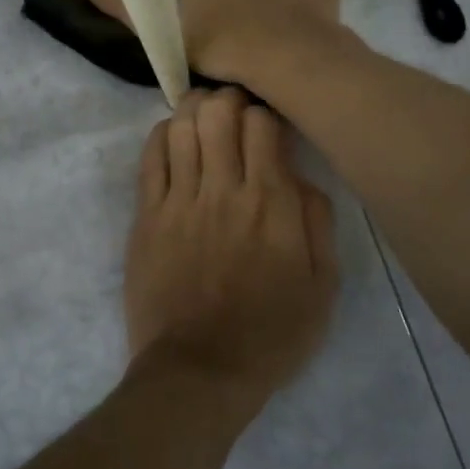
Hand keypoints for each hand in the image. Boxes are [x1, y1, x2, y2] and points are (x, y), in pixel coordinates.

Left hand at [122, 88, 339, 407]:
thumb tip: (301, 176)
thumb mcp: (323, 286)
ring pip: (181, 126)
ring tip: (203, 116)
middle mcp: (223, 190)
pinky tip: (173, 137)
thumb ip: (317, 222)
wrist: (199, 371)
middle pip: (219, 112)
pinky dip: (162, 135)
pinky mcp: (146, 216)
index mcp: (271, 204)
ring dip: (194, 110)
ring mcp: (179, 200)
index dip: (266, 112)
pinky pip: (150, 157)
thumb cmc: (270, 334)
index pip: (263, 124)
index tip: (269, 123)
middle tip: (234, 109)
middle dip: (229, 98)